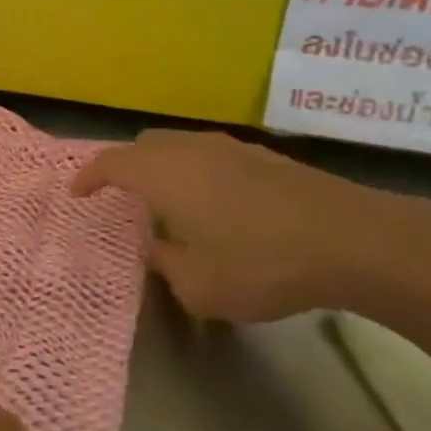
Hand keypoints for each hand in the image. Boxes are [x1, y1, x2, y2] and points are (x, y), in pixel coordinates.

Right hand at [71, 129, 430, 324]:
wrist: (352, 239)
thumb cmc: (261, 263)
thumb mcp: (200, 286)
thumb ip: (167, 265)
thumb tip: (158, 249)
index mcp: (163, 174)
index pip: (111, 162)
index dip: (89, 175)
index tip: (78, 193)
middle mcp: (190, 149)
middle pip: (145, 144)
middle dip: (126, 167)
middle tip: (122, 199)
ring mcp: (230, 147)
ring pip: (180, 146)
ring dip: (164, 168)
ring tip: (169, 204)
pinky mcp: (264, 156)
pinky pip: (211, 155)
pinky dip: (196, 172)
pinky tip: (215, 205)